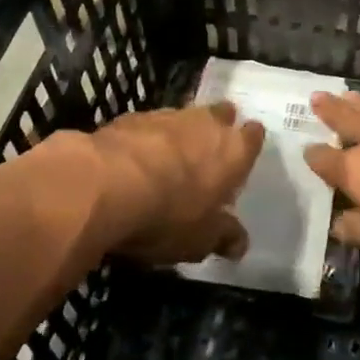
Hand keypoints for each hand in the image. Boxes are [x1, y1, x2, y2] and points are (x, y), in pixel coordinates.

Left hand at [71, 104, 264, 264]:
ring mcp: (168, 116)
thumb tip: (241, 244)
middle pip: (221, 115)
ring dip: (180, 134)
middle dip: (217, 128)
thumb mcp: (200, 239)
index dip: (248, 143)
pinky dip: (147, 140)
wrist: (106, 185)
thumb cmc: (168, 215)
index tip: (241, 157)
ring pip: (184, 117)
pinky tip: (135, 161)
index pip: (253, 136)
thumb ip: (223, 237)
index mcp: (233, 151)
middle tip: (208, 151)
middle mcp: (206, 123)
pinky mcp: (132, 117)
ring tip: (169, 159)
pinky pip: (149, 126)